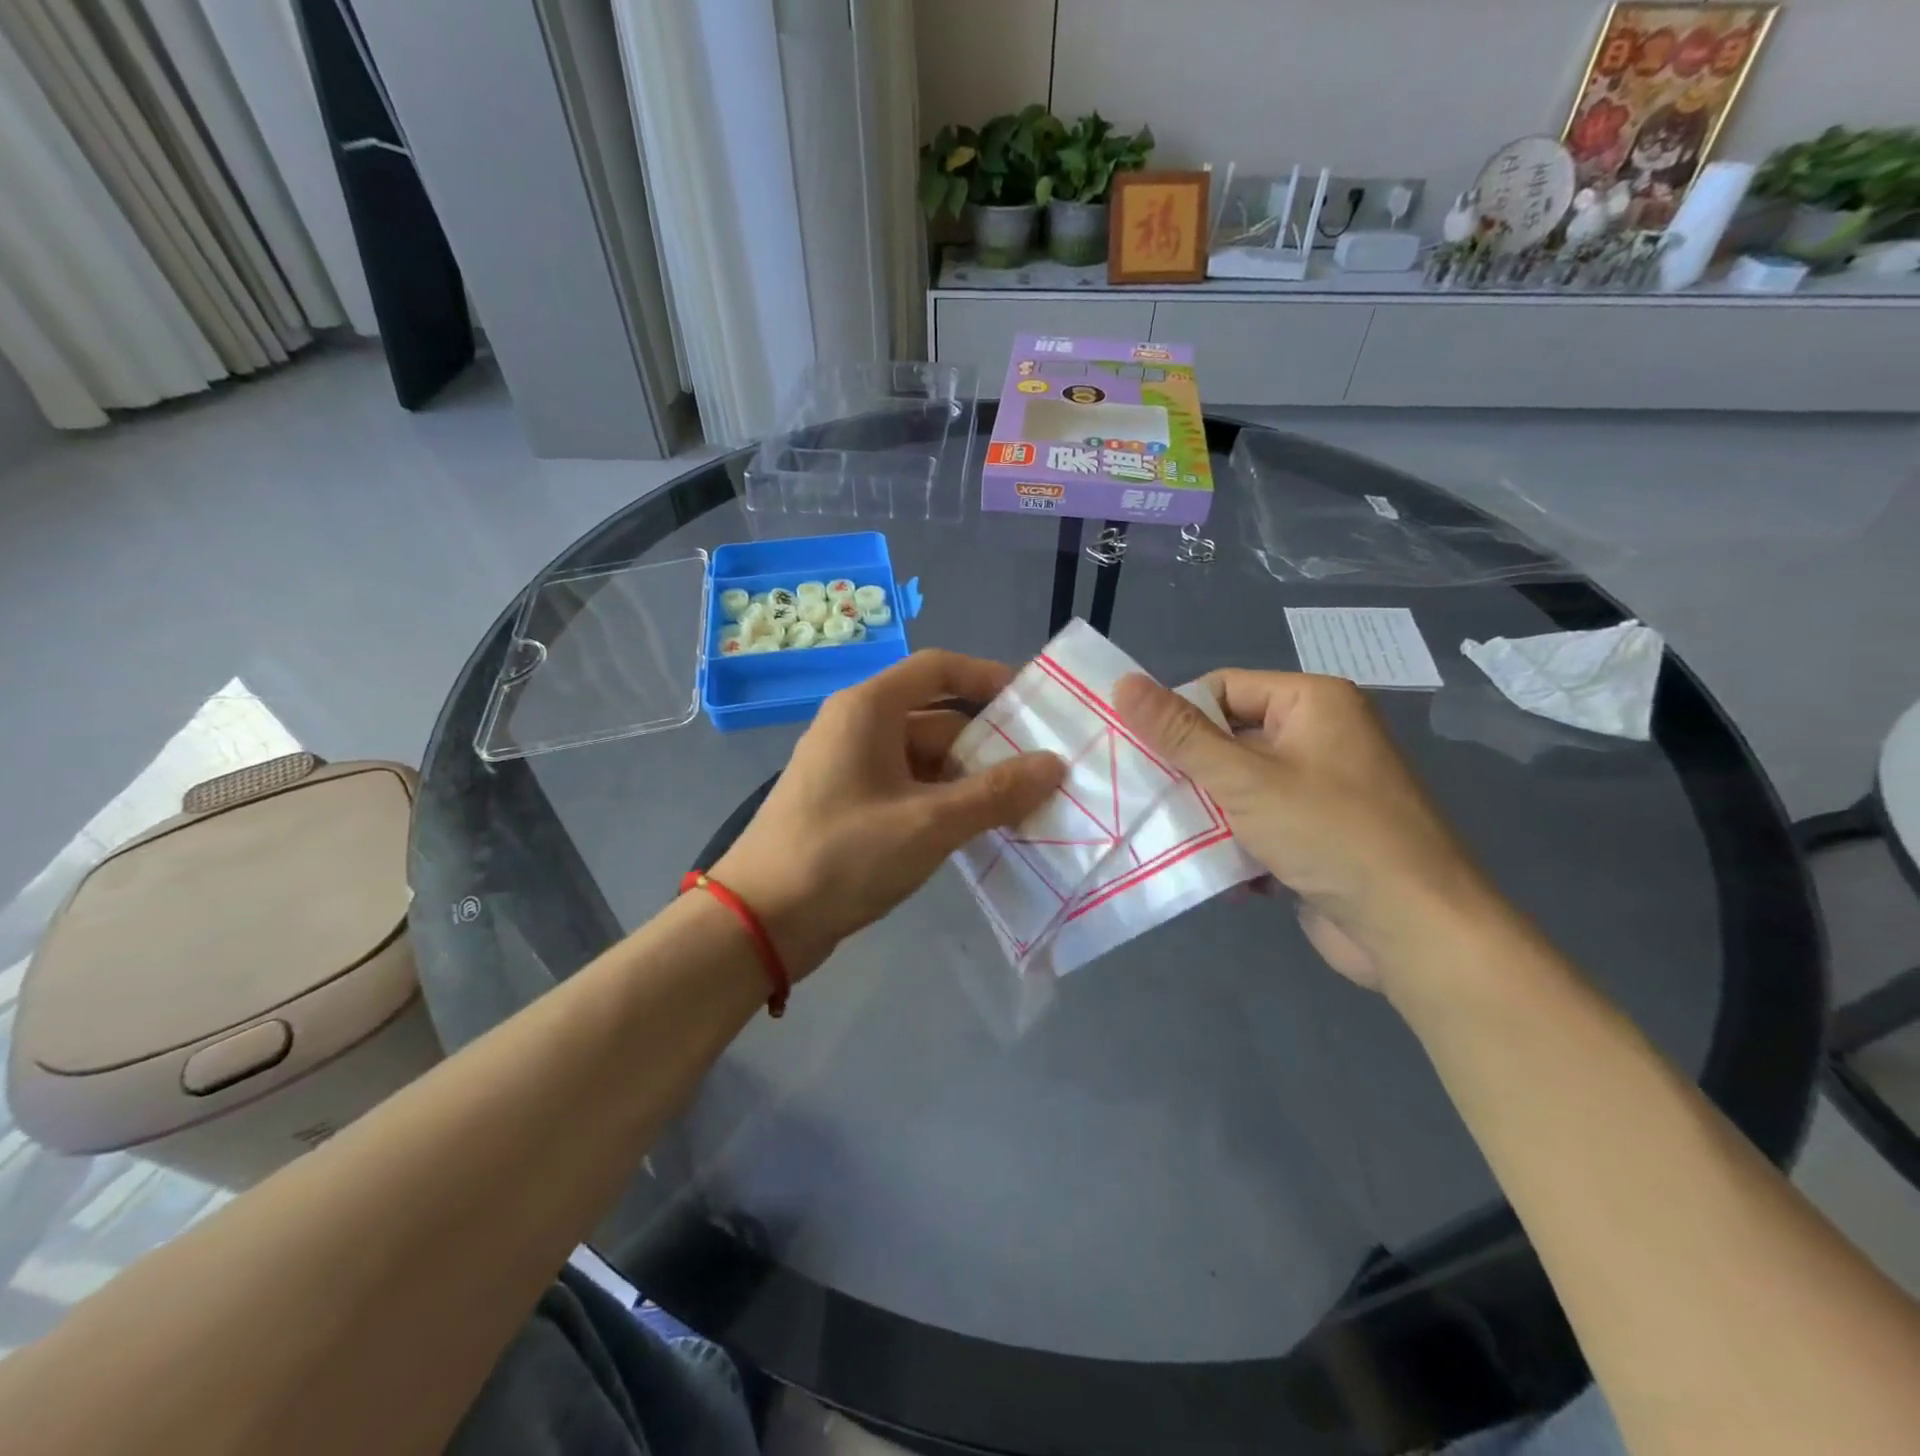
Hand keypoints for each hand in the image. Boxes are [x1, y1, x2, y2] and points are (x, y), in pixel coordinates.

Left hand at [712, 651, 1064, 975]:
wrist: (760, 922)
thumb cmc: (843, 855)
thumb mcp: (929, 823)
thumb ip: (995, 793)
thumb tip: (1054, 765)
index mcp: (869, 709)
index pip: (938, 669)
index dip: (987, 677)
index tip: (1033, 703)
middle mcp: (858, 727)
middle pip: (937, 720)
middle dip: (988, 746)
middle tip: (1043, 774)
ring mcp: (851, 769)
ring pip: (925, 760)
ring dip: (969, 781)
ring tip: (1022, 808)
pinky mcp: (850, 806)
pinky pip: (908, 790)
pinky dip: (942, 804)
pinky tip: (977, 831)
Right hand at [1114, 670, 1500, 991]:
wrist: (1414, 929)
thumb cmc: (1330, 835)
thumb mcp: (1245, 780)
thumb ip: (1180, 734)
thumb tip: (1123, 683)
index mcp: (1312, 702)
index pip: (1222, 688)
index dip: (1178, 716)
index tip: (1137, 751)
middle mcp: (1319, 735)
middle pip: (1228, 737)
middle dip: (1188, 771)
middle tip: (1142, 794)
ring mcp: (1320, 787)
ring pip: (1238, 785)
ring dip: (1206, 811)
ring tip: (1168, 833)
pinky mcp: (1316, 832)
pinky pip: (1258, 821)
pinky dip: (1234, 841)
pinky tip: (1215, 867)